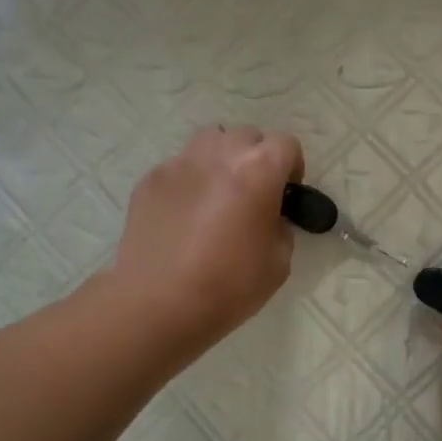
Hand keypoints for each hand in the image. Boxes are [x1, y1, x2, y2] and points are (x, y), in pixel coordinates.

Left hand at [105, 126, 304, 359]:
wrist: (158, 303)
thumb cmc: (228, 286)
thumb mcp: (278, 263)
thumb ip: (280, 228)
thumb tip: (269, 219)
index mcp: (258, 170)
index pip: (286, 144)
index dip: (292, 167)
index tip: (287, 193)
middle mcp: (218, 154)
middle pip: (246, 137)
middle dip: (256, 159)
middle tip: (253, 194)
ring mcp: (179, 164)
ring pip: (209, 143)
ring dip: (221, 161)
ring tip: (217, 196)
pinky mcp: (149, 180)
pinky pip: (178, 168)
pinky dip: (189, 183)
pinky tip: (184, 217)